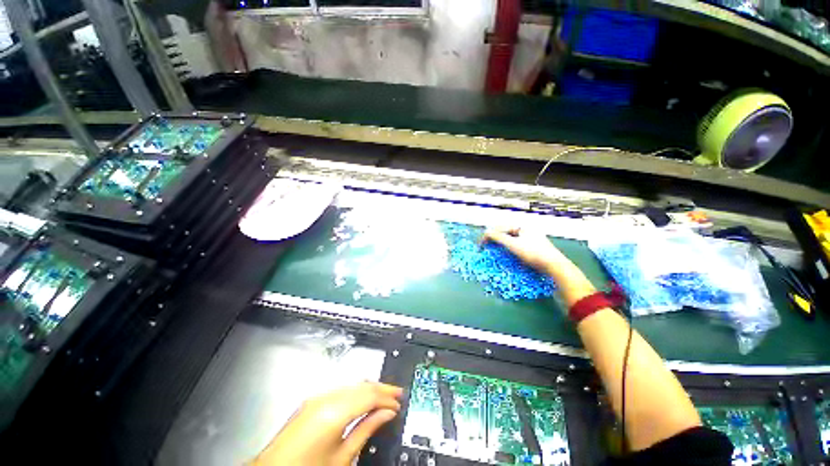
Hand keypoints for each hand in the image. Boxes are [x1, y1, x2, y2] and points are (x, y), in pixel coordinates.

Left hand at [254, 382, 402, 465]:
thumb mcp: (343, 458)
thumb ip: (366, 430)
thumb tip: (386, 414)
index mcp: (334, 412)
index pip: (369, 395)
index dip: (387, 397)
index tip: (399, 401)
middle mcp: (325, 398)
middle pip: (361, 385)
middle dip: (381, 389)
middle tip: (396, 394)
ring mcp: (317, 397)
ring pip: (351, 385)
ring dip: (369, 389)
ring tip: (383, 397)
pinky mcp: (311, 401)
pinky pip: (340, 390)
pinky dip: (355, 393)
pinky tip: (362, 400)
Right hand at [483, 227, 595, 306]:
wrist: (554, 266)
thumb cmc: (533, 253)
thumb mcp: (513, 245)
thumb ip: (498, 237)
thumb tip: (486, 233)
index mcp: (522, 226)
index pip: (501, 228)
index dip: (489, 236)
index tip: (481, 245)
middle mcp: (527, 231)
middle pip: (506, 234)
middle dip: (495, 241)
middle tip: (487, 248)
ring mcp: (532, 240)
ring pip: (512, 241)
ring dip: (502, 247)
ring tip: (495, 253)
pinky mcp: (535, 249)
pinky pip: (518, 247)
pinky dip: (510, 251)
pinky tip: (508, 257)